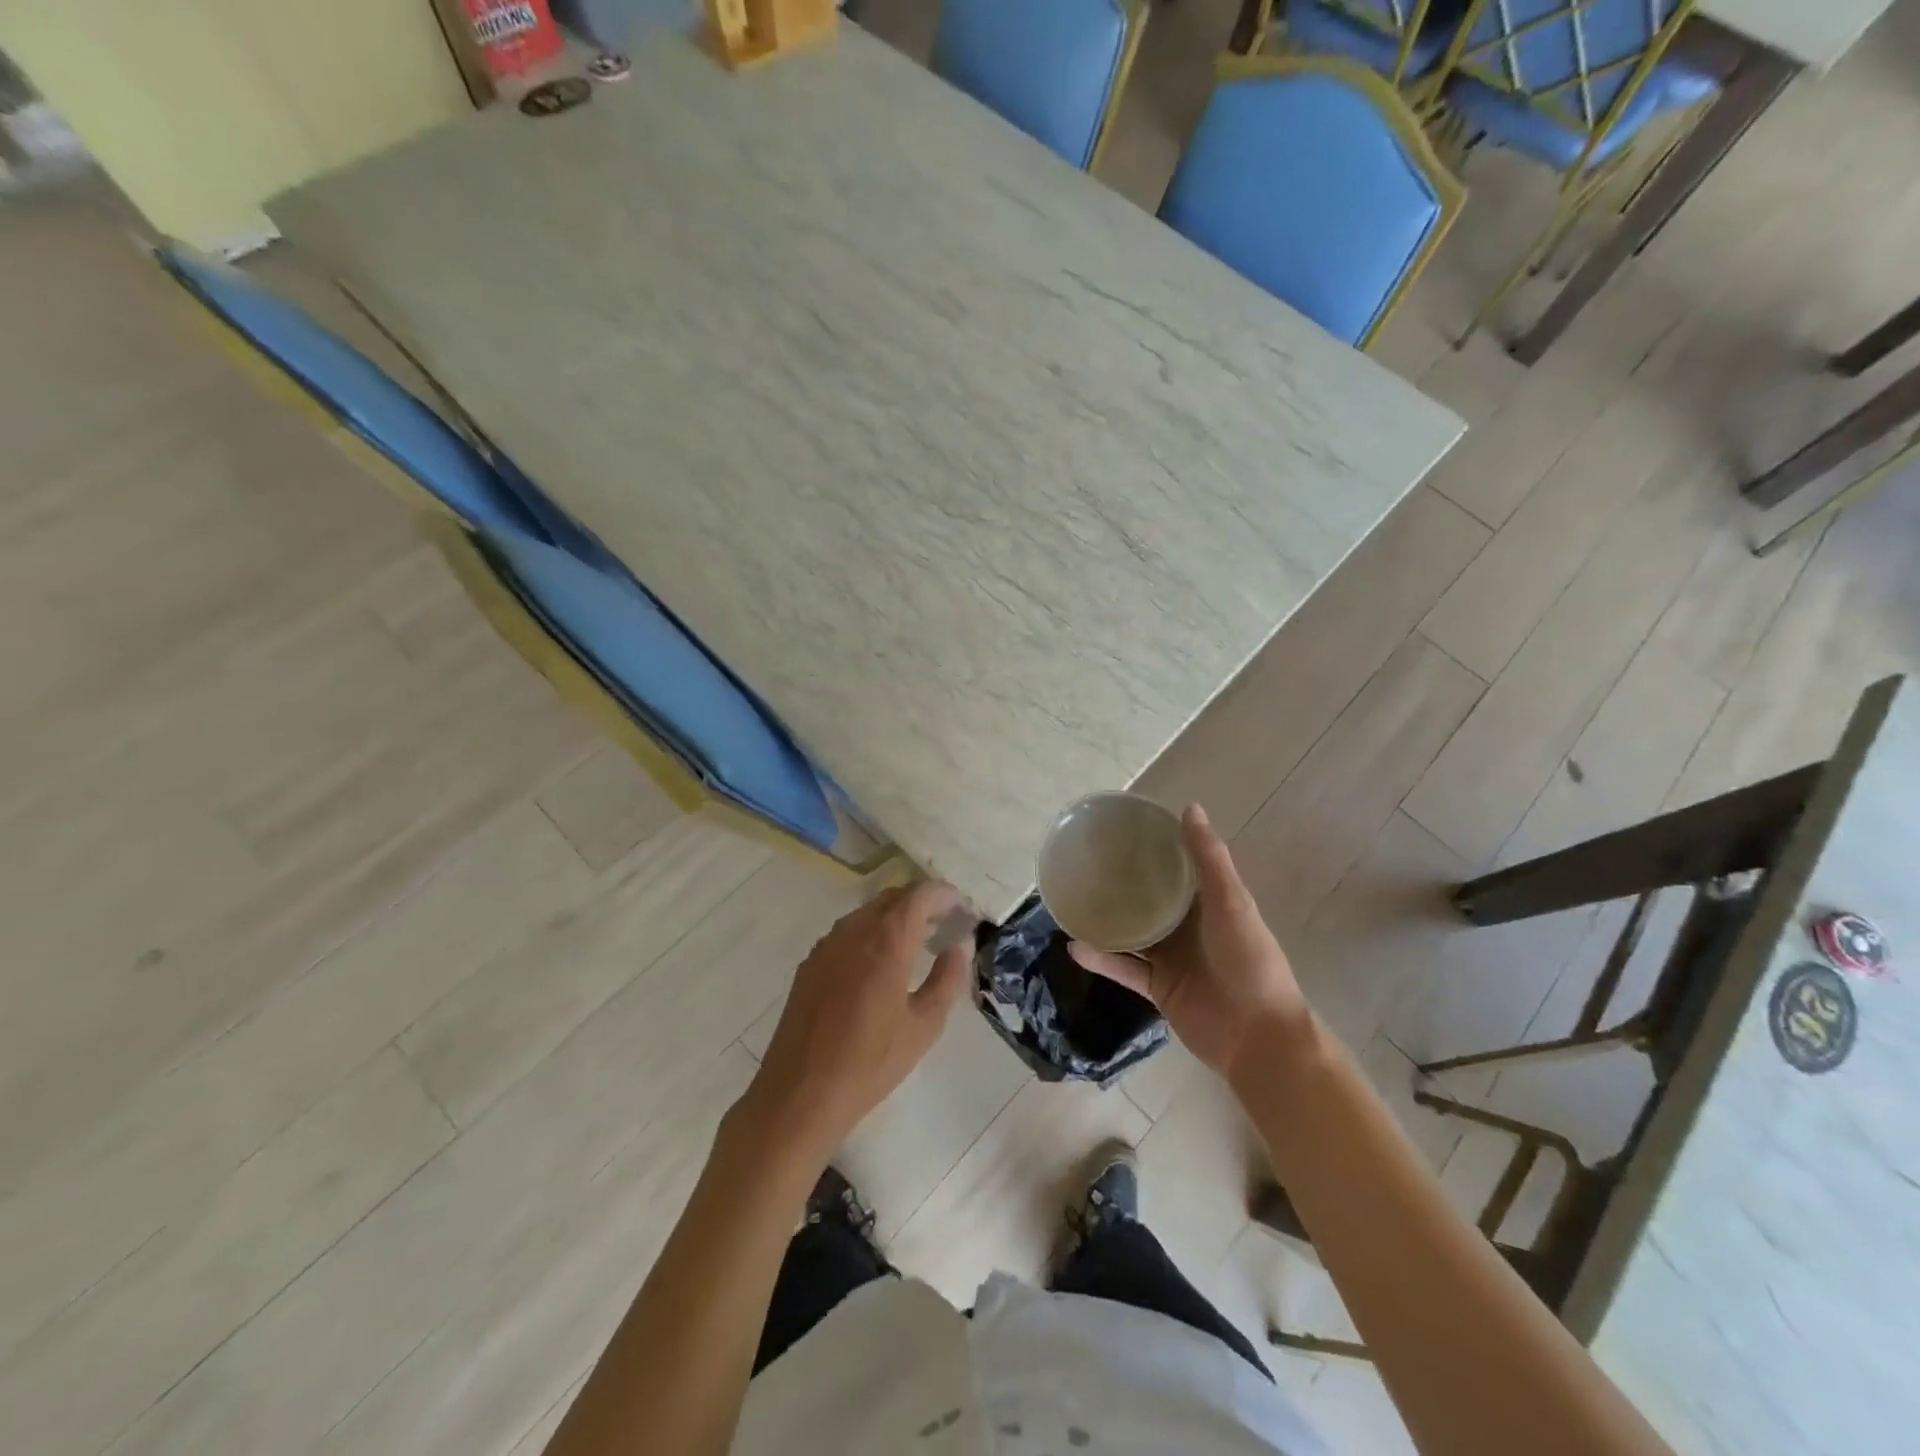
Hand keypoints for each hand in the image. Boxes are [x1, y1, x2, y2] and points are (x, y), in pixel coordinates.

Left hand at [741, 881, 974, 1167]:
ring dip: (894, 917)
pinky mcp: (810, 964)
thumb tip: (961, 944)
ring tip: (916, 942)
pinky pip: (847, 932)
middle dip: (921, 903)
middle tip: (945, 923)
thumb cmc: (870, 1062)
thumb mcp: (924, 1026)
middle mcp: (854, 931)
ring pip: (867, 913)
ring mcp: (827, 945)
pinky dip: (870, 933)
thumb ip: (948, 978)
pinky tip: (878, 965)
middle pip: (892, 898)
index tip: (962, 906)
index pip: (919, 895)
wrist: (799, 1093)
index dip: (944, 894)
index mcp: (886, 940)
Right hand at [1069, 805, 1308, 1078]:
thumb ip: (1209, 860)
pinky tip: (1075, 946)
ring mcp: (1171, 958)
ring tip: (1071, 902)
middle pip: (1149, 899)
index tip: (1122, 829)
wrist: (1257, 1039)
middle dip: (1123, 883)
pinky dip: (1101, 958)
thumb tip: (1189, 807)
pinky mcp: (1157, 988)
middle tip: (1085, 863)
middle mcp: (1188, 927)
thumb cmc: (1249, 963)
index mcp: (1210, 903)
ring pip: (1131, 933)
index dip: (1154, 848)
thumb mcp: (1231, 904)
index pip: (1178, 867)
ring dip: (1106, 921)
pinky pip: (1124, 968)